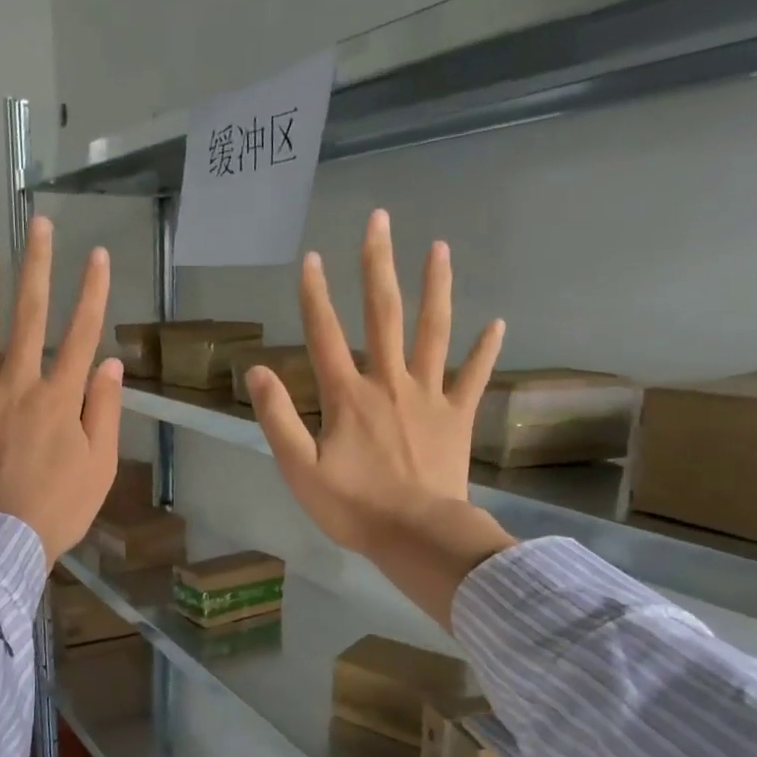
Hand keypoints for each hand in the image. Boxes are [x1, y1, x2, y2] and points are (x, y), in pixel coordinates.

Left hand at [0, 217, 122, 567]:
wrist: (2, 542)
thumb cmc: (59, 509)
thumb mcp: (100, 466)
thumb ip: (105, 412)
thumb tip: (110, 364)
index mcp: (59, 399)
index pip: (81, 335)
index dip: (91, 293)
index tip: (97, 255)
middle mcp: (18, 385)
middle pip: (30, 317)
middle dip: (38, 268)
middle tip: (40, 224)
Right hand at [247, 209, 514, 625]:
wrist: (416, 535)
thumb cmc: (353, 508)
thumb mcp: (300, 469)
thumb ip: (278, 418)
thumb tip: (258, 370)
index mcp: (348, 397)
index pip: (325, 336)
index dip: (315, 296)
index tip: (312, 257)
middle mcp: (388, 384)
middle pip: (382, 316)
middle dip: (378, 266)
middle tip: (380, 220)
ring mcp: (428, 397)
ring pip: (433, 333)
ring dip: (435, 289)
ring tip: (439, 248)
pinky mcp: (457, 417)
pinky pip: (474, 377)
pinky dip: (486, 351)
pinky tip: (498, 324)